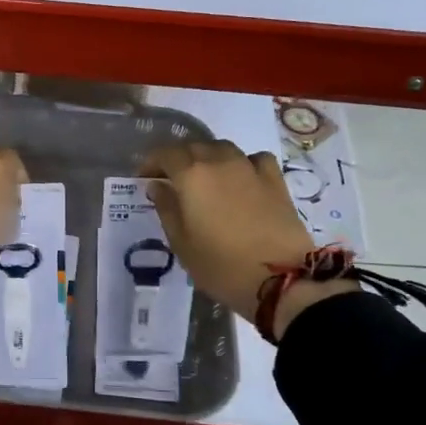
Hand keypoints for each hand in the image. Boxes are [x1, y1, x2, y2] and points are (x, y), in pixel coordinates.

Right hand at [141, 142, 356, 337]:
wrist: (280, 278)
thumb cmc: (220, 265)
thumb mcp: (181, 243)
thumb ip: (166, 209)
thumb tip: (157, 186)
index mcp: (191, 175)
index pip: (165, 154)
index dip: (151, 163)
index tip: (145, 177)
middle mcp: (219, 162)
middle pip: (194, 147)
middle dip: (178, 159)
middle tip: (172, 179)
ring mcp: (250, 168)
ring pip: (223, 148)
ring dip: (208, 157)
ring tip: (205, 177)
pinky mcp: (275, 180)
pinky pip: (253, 159)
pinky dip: (242, 163)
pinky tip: (242, 178)